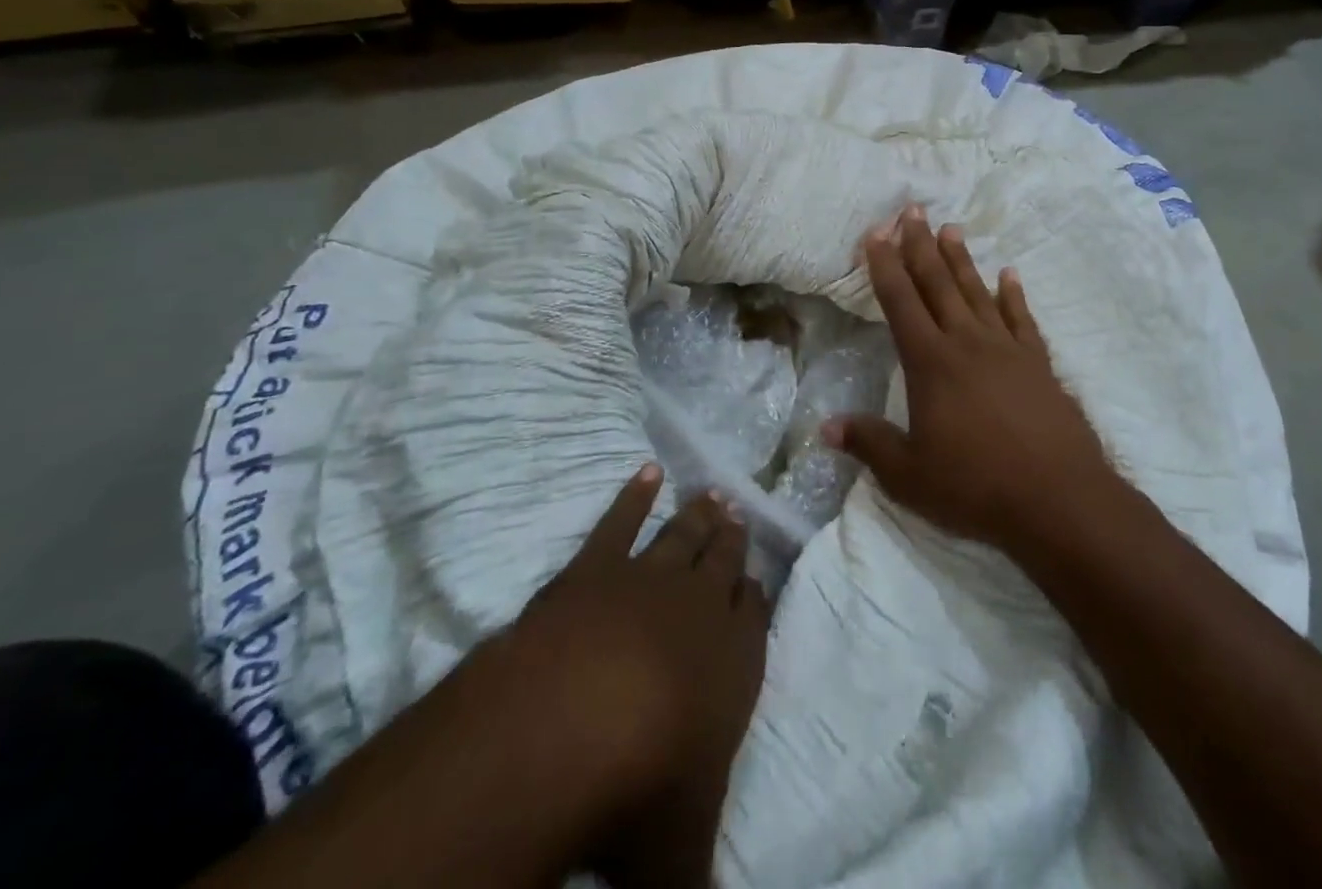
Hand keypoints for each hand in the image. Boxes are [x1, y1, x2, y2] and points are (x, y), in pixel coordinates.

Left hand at [203, 468, 767, 888]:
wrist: (565, 730)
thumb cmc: (639, 793)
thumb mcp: (679, 856)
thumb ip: (701, 873)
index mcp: (732, 663)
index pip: (755, 614)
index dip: (755, 594)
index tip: (756, 575)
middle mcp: (698, 609)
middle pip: (723, 561)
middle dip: (732, 539)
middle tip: (738, 511)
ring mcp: (645, 580)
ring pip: (683, 536)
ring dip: (698, 515)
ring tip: (712, 493)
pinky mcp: (593, 568)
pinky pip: (619, 522)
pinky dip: (633, 495)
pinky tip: (645, 471)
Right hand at [823, 207, 1120, 554]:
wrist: (1058, 499)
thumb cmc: (976, 486)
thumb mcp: (909, 475)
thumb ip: (868, 444)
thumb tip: (825, 427)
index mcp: (931, 363)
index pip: (900, 303)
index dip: (884, 267)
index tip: (876, 234)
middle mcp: (967, 343)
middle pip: (938, 284)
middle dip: (921, 246)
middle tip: (912, 210)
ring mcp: (1007, 349)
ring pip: (977, 291)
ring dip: (961, 259)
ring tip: (951, 228)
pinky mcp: (1038, 362)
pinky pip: (1022, 318)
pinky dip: (1013, 294)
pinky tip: (1009, 274)